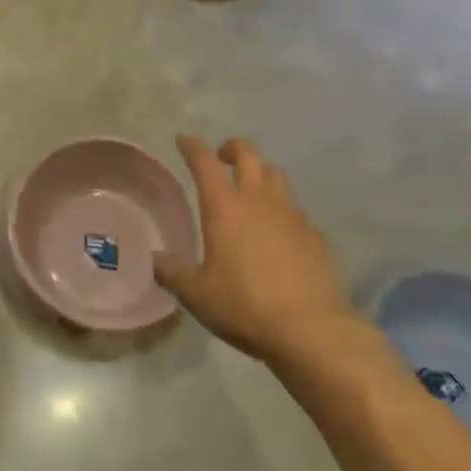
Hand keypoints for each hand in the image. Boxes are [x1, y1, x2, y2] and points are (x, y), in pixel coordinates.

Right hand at [153, 135, 351, 365]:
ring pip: (276, 176)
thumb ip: (172, 272)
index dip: (192, 147)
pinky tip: (280, 236)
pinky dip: (284, 213)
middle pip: (248, 154)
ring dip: (261, 174)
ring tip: (252, 191)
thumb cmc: (244, 305)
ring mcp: (292, 216)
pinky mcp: (316, 236)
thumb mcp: (196, 294)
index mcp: (225, 207)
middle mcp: (258, 201)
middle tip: (222, 157)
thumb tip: (154, 258)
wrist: (311, 330)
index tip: (184, 141)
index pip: (205, 162)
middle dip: (232, 148)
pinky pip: (297, 212)